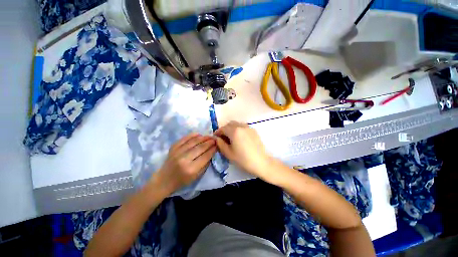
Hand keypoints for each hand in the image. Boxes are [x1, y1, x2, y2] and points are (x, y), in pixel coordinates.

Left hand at [153, 133, 216, 193]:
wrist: (164, 180)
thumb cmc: (182, 180)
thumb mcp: (197, 176)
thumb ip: (205, 164)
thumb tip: (212, 152)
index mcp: (191, 169)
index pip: (205, 156)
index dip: (213, 149)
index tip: (217, 145)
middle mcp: (184, 159)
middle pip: (200, 147)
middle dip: (209, 142)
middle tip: (215, 139)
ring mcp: (177, 152)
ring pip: (193, 142)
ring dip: (203, 138)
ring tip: (209, 136)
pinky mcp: (173, 148)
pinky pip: (184, 139)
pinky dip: (192, 135)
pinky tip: (199, 134)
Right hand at [214, 121, 273, 180]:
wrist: (261, 162)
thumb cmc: (243, 159)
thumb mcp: (228, 153)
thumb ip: (220, 144)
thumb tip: (217, 138)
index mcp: (234, 131)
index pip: (223, 128)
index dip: (218, 132)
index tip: (215, 137)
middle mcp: (241, 126)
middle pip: (230, 124)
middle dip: (224, 129)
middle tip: (223, 138)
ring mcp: (248, 127)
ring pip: (237, 124)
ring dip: (231, 129)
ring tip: (231, 138)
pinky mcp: (253, 130)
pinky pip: (243, 127)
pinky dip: (238, 129)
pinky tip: (239, 138)